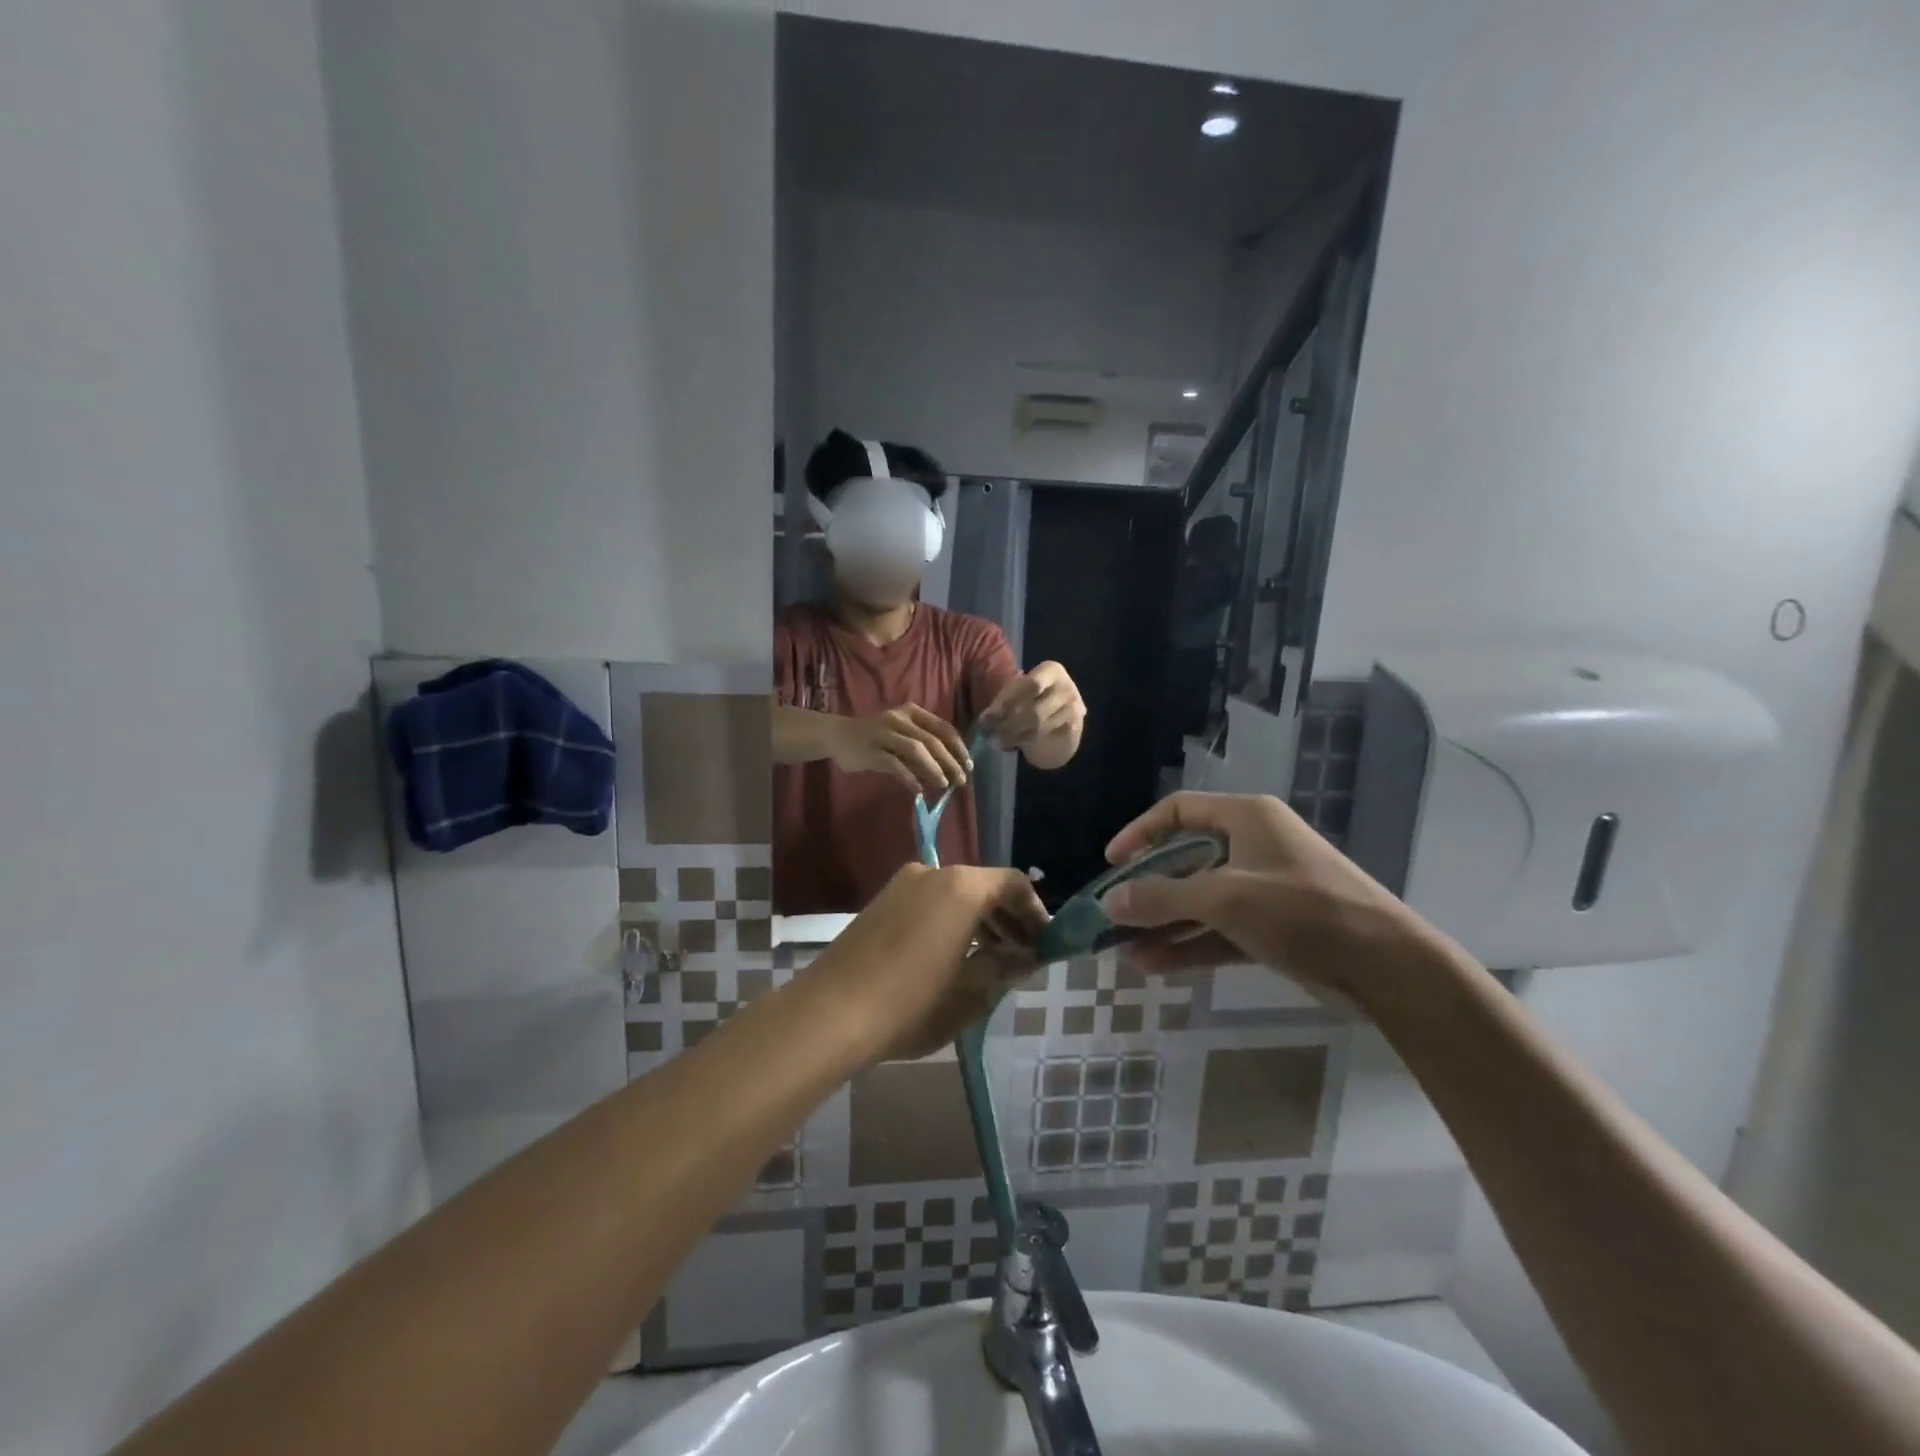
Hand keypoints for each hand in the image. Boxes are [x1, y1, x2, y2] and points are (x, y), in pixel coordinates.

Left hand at [801, 863, 1049, 1063]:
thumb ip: (1005, 966)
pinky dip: (951, 921)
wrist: (829, 1014)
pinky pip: (930, 902)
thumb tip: (1028, 955)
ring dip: (979, 921)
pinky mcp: (880, 902)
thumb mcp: (971, 992)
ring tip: (991, 962)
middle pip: (984, 885)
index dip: (1036, 911)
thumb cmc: (912, 1003)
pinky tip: (953, 958)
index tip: (1046, 942)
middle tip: (1023, 955)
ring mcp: (902, 885)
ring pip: (955, 894)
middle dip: (1008, 918)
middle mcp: (932, 872)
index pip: (1013, 883)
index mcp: (962, 887)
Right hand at [826, 704, 972, 797]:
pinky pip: (894, 764)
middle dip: (950, 761)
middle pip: (932, 740)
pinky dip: (909, 777)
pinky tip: (919, 790)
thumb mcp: (901, 736)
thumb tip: (949, 770)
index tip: (969, 765)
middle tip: (961, 780)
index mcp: (912, 712)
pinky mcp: (871, 750)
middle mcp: (899, 719)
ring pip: (916, 749)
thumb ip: (922, 748)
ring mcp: (884, 733)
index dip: (958, 747)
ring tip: (944, 784)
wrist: (838, 735)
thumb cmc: (876, 737)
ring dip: (933, 768)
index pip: (943, 728)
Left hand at [981, 661, 1083, 751]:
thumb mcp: (1020, 691)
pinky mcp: (1074, 727)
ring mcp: (1073, 708)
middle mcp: (1066, 687)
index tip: (987, 716)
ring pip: (1038, 726)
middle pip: (1034, 709)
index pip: (1030, 684)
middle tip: (989, 733)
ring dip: (1013, 735)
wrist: (1064, 715)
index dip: (1008, 701)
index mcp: (1051, 670)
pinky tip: (1011, 743)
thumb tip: (986, 718)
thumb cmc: (1035, 698)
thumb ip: (1005, 699)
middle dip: (1009, 723)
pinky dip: (1024, 740)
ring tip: (996, 740)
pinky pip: (1045, 736)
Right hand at [1098, 792, 1423, 1001]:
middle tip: (1114, 918)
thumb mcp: (1225, 899)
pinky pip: (1220, 930)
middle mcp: (1253, 846)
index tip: (1112, 864)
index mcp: (1246, 818)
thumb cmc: (1303, 911)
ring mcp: (1265, 889)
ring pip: (1201, 902)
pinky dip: (1190, 945)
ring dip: (1164, 926)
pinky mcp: (1275, 928)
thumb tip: (1110, 902)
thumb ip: (1163, 898)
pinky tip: (1155, 966)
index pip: (1179, 811)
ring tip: (1124, 953)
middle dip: (1149, 892)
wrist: (1388, 967)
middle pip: (1186, 861)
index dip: (1141, 833)